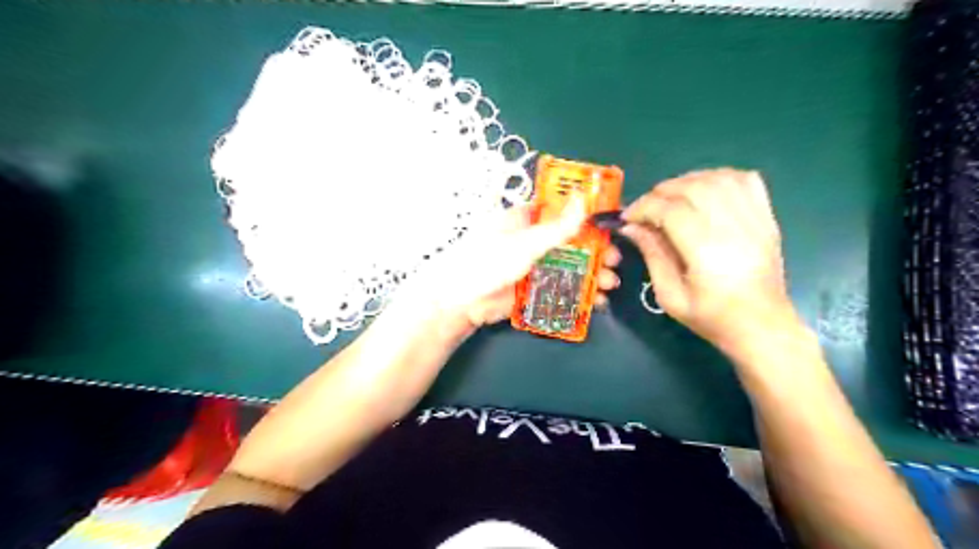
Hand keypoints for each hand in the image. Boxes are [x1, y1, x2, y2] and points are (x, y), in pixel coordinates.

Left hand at [403, 198, 617, 333]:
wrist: (461, 301)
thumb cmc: (488, 261)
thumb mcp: (525, 242)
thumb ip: (557, 226)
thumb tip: (583, 198)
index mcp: (525, 219)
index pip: (561, 210)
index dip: (587, 214)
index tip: (611, 223)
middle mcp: (532, 240)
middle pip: (571, 241)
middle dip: (596, 251)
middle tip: (615, 259)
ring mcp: (533, 266)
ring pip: (569, 266)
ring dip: (592, 274)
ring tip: (610, 284)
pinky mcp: (534, 289)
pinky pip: (561, 288)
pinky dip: (579, 294)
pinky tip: (596, 301)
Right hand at [623, 170, 797, 353]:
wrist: (761, 326)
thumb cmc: (711, 317)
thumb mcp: (670, 295)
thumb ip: (652, 255)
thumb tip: (632, 227)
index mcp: (706, 250)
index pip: (670, 209)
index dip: (643, 207)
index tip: (627, 218)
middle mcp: (732, 227)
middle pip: (692, 187)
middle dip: (661, 192)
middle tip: (646, 208)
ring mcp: (754, 220)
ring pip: (717, 178)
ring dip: (687, 181)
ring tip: (672, 198)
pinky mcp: (766, 218)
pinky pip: (745, 180)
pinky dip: (720, 177)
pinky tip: (705, 191)